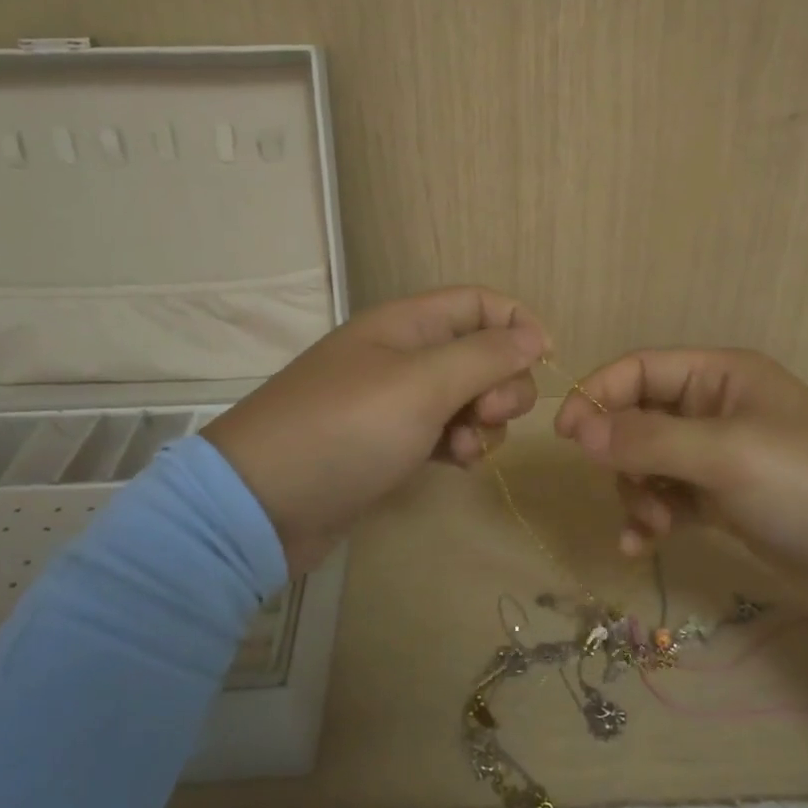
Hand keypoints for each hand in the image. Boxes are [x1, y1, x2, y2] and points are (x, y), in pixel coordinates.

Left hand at [205, 287, 546, 572]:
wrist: (263, 505)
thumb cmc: (346, 430)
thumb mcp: (422, 385)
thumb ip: (484, 356)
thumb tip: (535, 335)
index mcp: (406, 324)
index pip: (479, 302)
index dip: (517, 324)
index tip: (544, 362)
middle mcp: (403, 355)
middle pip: (480, 352)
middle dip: (501, 384)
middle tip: (490, 416)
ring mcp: (395, 402)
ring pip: (467, 398)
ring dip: (482, 422)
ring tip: (464, 450)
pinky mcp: (390, 444)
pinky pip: (445, 433)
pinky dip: (459, 446)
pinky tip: (454, 466)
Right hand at [551, 348, 807, 591]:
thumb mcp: (724, 454)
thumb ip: (646, 439)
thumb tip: (575, 428)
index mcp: (719, 376)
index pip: (639, 369)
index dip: (597, 395)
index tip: (565, 436)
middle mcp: (715, 408)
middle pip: (638, 419)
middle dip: (622, 458)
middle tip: (631, 495)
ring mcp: (720, 456)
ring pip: (648, 464)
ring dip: (637, 493)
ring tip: (652, 527)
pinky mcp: (725, 499)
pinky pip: (669, 498)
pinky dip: (652, 518)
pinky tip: (644, 546)